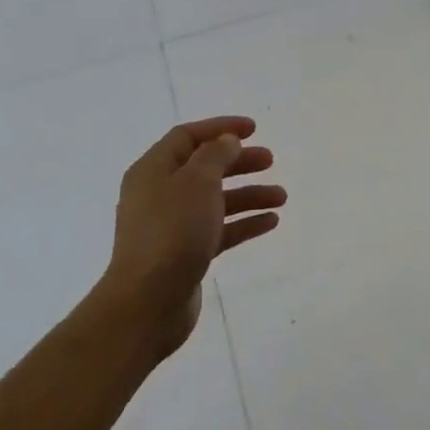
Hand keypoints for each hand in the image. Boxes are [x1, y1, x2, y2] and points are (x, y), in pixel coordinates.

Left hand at [99, 116, 284, 358]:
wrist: (148, 301)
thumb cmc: (172, 232)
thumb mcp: (197, 182)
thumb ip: (215, 156)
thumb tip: (226, 142)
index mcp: (153, 170)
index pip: (187, 137)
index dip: (220, 128)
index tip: (253, 129)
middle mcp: (159, 194)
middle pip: (204, 168)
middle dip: (238, 162)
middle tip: (271, 160)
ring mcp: (172, 226)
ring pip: (215, 200)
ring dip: (248, 195)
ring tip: (281, 197)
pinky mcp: (185, 254)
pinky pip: (219, 230)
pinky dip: (243, 223)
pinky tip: (271, 222)